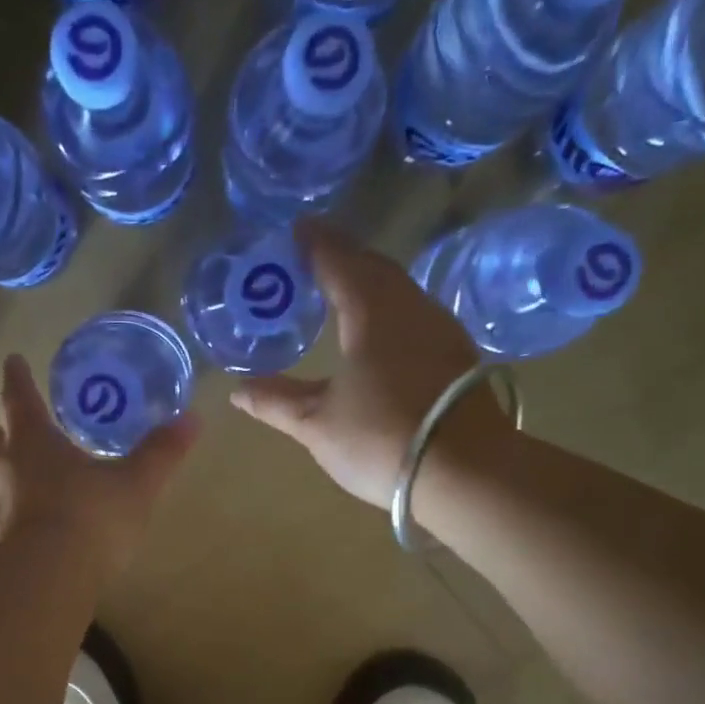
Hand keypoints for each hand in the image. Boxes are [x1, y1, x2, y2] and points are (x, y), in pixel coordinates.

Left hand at [0, 354, 197, 578]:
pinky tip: (26, 531)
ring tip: (24, 483)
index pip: (20, 398)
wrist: (46, 579)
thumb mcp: (136, 484)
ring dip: (2, 476)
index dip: (18, 377)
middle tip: (18, 433)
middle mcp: (3, 469)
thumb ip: (161, 452)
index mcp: (32, 441)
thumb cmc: (90, 518)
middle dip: (3, 433)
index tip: (13, 361)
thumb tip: (193, 418)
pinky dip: (8, 518)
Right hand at [231, 219, 509, 510]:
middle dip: (344, 258)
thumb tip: (237, 390)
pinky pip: (416, 314)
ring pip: (400, 290)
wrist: (467, 472)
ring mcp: (441, 329)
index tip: (297, 230)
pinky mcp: (457, 355)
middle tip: (316, 259)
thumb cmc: (381, 439)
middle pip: (374, 268)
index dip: (315, 244)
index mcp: (371, 311)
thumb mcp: (317, 424)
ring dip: (371, 283)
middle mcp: (410, 307)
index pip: (338, 260)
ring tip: (345, 292)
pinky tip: (382, 331)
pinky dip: (391, 310)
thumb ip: (276, 401)